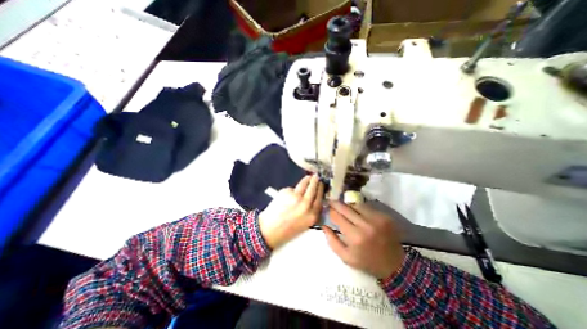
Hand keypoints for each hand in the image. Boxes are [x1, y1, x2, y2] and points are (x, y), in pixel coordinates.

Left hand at [260, 176, 325, 247]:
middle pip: (312, 189)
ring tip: (308, 177)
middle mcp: (305, 204)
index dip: (321, 189)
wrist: (269, 231)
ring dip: (307, 180)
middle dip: (315, 181)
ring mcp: (295, 197)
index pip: (319, 198)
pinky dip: (293, 190)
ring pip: (303, 184)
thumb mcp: (305, 224)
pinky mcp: (286, 192)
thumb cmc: (287, 230)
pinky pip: (292, 189)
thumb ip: (311, 211)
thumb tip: (314, 198)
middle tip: (316, 176)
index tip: (322, 184)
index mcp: (312, 215)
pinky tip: (291, 193)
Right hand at [323, 202, 406, 278]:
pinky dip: (360, 208)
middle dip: (336, 203)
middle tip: (331, 201)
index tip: (327, 208)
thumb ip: (332, 241)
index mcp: (355, 237)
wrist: (395, 264)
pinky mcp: (384, 216)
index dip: (330, 211)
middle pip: (345, 208)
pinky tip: (358, 212)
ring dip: (348, 205)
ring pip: (356, 204)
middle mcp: (365, 225)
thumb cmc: (367, 262)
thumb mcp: (346, 257)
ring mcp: (376, 219)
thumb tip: (324, 226)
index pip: (337, 217)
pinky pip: (367, 207)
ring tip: (345, 207)